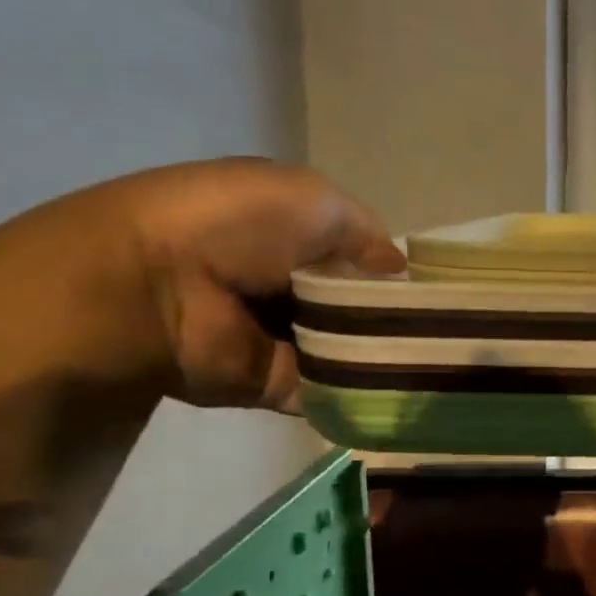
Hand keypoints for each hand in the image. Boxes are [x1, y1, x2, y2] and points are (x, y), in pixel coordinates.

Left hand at [94, 158, 403, 409]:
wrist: (158, 287)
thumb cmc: (238, 224)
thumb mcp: (314, 201)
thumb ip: (365, 233)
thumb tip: (397, 268)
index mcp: (290, 232)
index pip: (354, 254)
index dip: (387, 269)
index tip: (428, 288)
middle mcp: (285, 283)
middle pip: (355, 305)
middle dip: (391, 316)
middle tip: (437, 330)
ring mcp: (279, 337)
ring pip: (348, 349)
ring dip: (382, 355)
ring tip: (432, 362)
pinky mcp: (274, 383)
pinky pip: (329, 391)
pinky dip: (360, 393)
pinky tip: (403, 392)